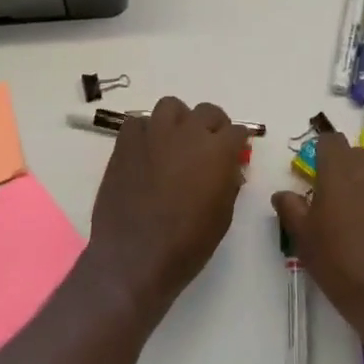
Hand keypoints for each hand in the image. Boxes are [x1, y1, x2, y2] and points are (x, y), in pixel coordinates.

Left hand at [87, 97, 248, 318]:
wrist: (134, 257)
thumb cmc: (187, 244)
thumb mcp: (222, 216)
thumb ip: (229, 184)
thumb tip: (229, 168)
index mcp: (218, 150)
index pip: (237, 131)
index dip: (237, 142)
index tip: (234, 153)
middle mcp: (189, 132)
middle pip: (207, 111)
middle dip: (213, 126)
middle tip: (207, 146)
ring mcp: (155, 133)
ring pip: (171, 106)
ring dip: (178, 120)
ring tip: (175, 141)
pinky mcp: (126, 142)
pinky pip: (138, 122)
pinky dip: (146, 132)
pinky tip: (146, 151)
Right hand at [272, 132, 363, 358]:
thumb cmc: (343, 263)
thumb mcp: (305, 239)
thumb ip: (291, 208)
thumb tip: (283, 194)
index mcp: (341, 165)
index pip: (329, 141)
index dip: (321, 157)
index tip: (317, 182)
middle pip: (356, 157)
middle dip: (346, 173)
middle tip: (338, 208)